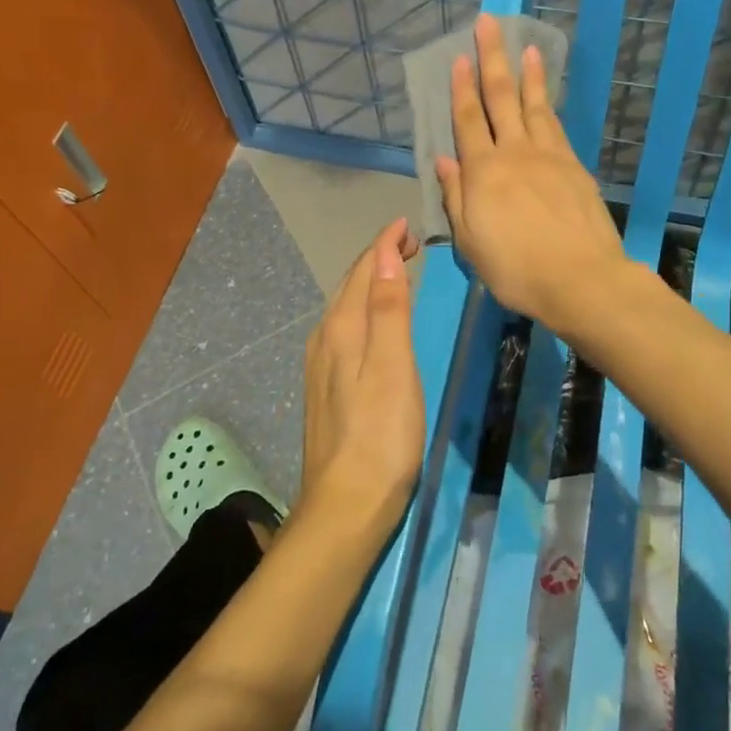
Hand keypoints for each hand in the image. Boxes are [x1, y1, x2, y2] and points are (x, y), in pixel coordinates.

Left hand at [299, 218, 424, 543]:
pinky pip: (345, 331)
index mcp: (342, 329)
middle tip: (409, 243)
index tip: (409, 224)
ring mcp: (321, 366)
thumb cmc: (381, 435)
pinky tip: (375, 323)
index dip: (385, 243)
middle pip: (350, 285)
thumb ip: (388, 309)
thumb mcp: (393, 366)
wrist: (346, 506)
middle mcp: (325, 339)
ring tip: (396, 272)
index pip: (363, 270)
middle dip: (377, 258)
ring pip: (345, 308)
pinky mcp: (326, 388)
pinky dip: (363, 311)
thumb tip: (385, 254)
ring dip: (369, 284)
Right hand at [436, 14, 626, 331]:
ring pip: (534, 106)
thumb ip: (456, 197)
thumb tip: (444, 160)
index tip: (458, 57)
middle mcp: (515, 153)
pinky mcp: (575, 167)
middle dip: (493, 59)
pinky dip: (548, 105)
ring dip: (528, 74)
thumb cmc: (515, 268)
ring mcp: (550, 157)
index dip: (461, 88)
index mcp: (484, 172)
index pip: (468, 120)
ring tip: (528, 47)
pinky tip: (546, 98)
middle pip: (501, 98)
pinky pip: (556, 126)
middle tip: (489, 24)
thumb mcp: (470, 241)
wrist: (580, 279)